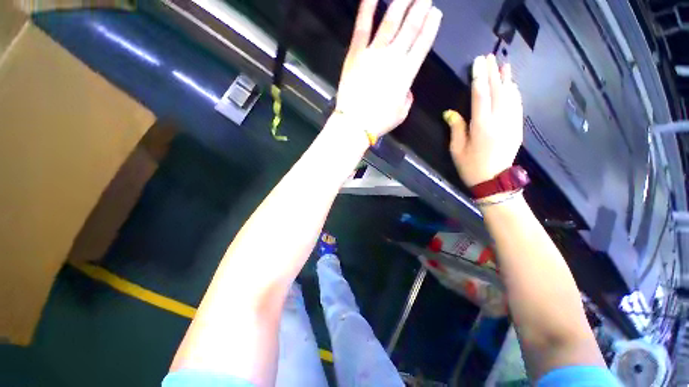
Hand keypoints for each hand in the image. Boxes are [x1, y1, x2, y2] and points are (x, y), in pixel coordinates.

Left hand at [335, 0, 441, 137]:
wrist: (355, 124)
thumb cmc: (379, 122)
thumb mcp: (401, 114)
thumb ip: (407, 99)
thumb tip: (407, 90)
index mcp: (407, 74)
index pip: (423, 44)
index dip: (431, 27)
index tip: (436, 13)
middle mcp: (393, 58)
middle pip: (410, 27)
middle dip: (420, 8)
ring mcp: (374, 53)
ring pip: (390, 21)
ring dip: (402, 2)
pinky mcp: (356, 53)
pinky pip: (362, 26)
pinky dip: (367, 8)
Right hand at [445, 55, 523, 186]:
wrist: (494, 181)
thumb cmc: (471, 167)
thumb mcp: (457, 149)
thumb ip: (456, 128)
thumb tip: (450, 112)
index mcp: (481, 126)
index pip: (481, 96)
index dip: (479, 77)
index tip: (478, 62)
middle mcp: (499, 120)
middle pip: (497, 91)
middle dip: (493, 73)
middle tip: (490, 57)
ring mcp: (511, 123)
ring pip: (511, 96)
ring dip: (507, 79)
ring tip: (504, 65)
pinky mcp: (518, 128)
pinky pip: (518, 105)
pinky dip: (515, 93)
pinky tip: (513, 86)